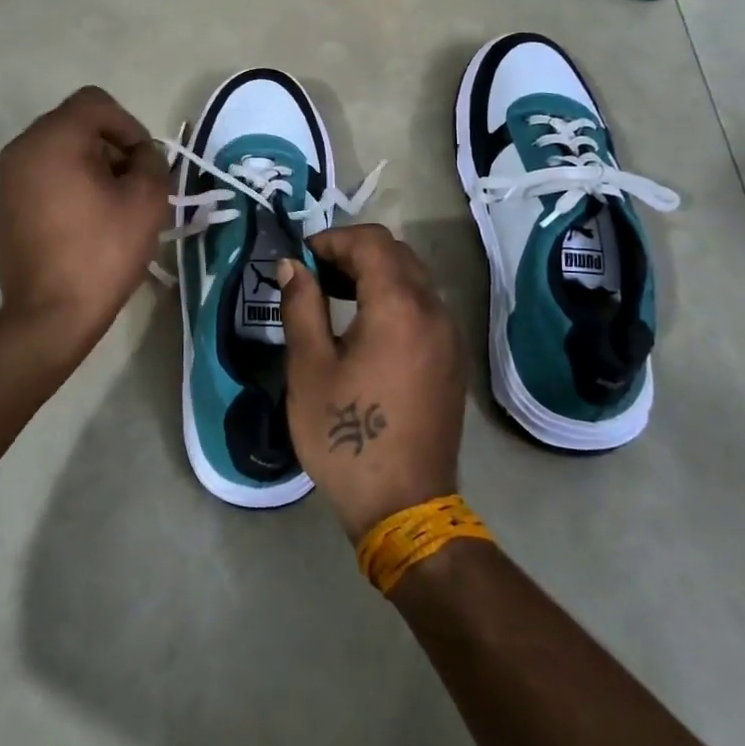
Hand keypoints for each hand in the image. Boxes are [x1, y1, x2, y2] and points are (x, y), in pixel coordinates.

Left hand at [0, 86, 171, 357]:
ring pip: (56, 152)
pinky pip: (39, 178)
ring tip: (110, 206)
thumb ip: (152, 162)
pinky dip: (64, 186)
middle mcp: (21, 149)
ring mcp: (5, 180)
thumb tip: (140, 155)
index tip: (143, 162)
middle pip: (74, 124)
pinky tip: (82, 223)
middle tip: (132, 184)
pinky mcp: (2, 208)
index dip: (128, 125)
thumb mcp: (147, 201)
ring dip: (88, 166)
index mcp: (53, 139)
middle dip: (109, 146)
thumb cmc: (102, 252)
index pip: (95, 103)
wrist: (49, 315)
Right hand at [277, 224, 466, 540]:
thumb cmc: (346, 436)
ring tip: (337, 297)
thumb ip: (301, 305)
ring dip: (376, 274)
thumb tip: (292, 265)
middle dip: (354, 252)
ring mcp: (449, 336)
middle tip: (316, 275)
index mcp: (399, 307)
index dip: (333, 239)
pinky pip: (425, 307)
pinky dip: (395, 298)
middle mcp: (433, 311)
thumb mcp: (309, 368)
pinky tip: (367, 328)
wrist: (404, 506)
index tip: (302, 259)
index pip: (372, 242)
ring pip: (414, 279)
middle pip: (397, 254)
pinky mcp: (452, 359)